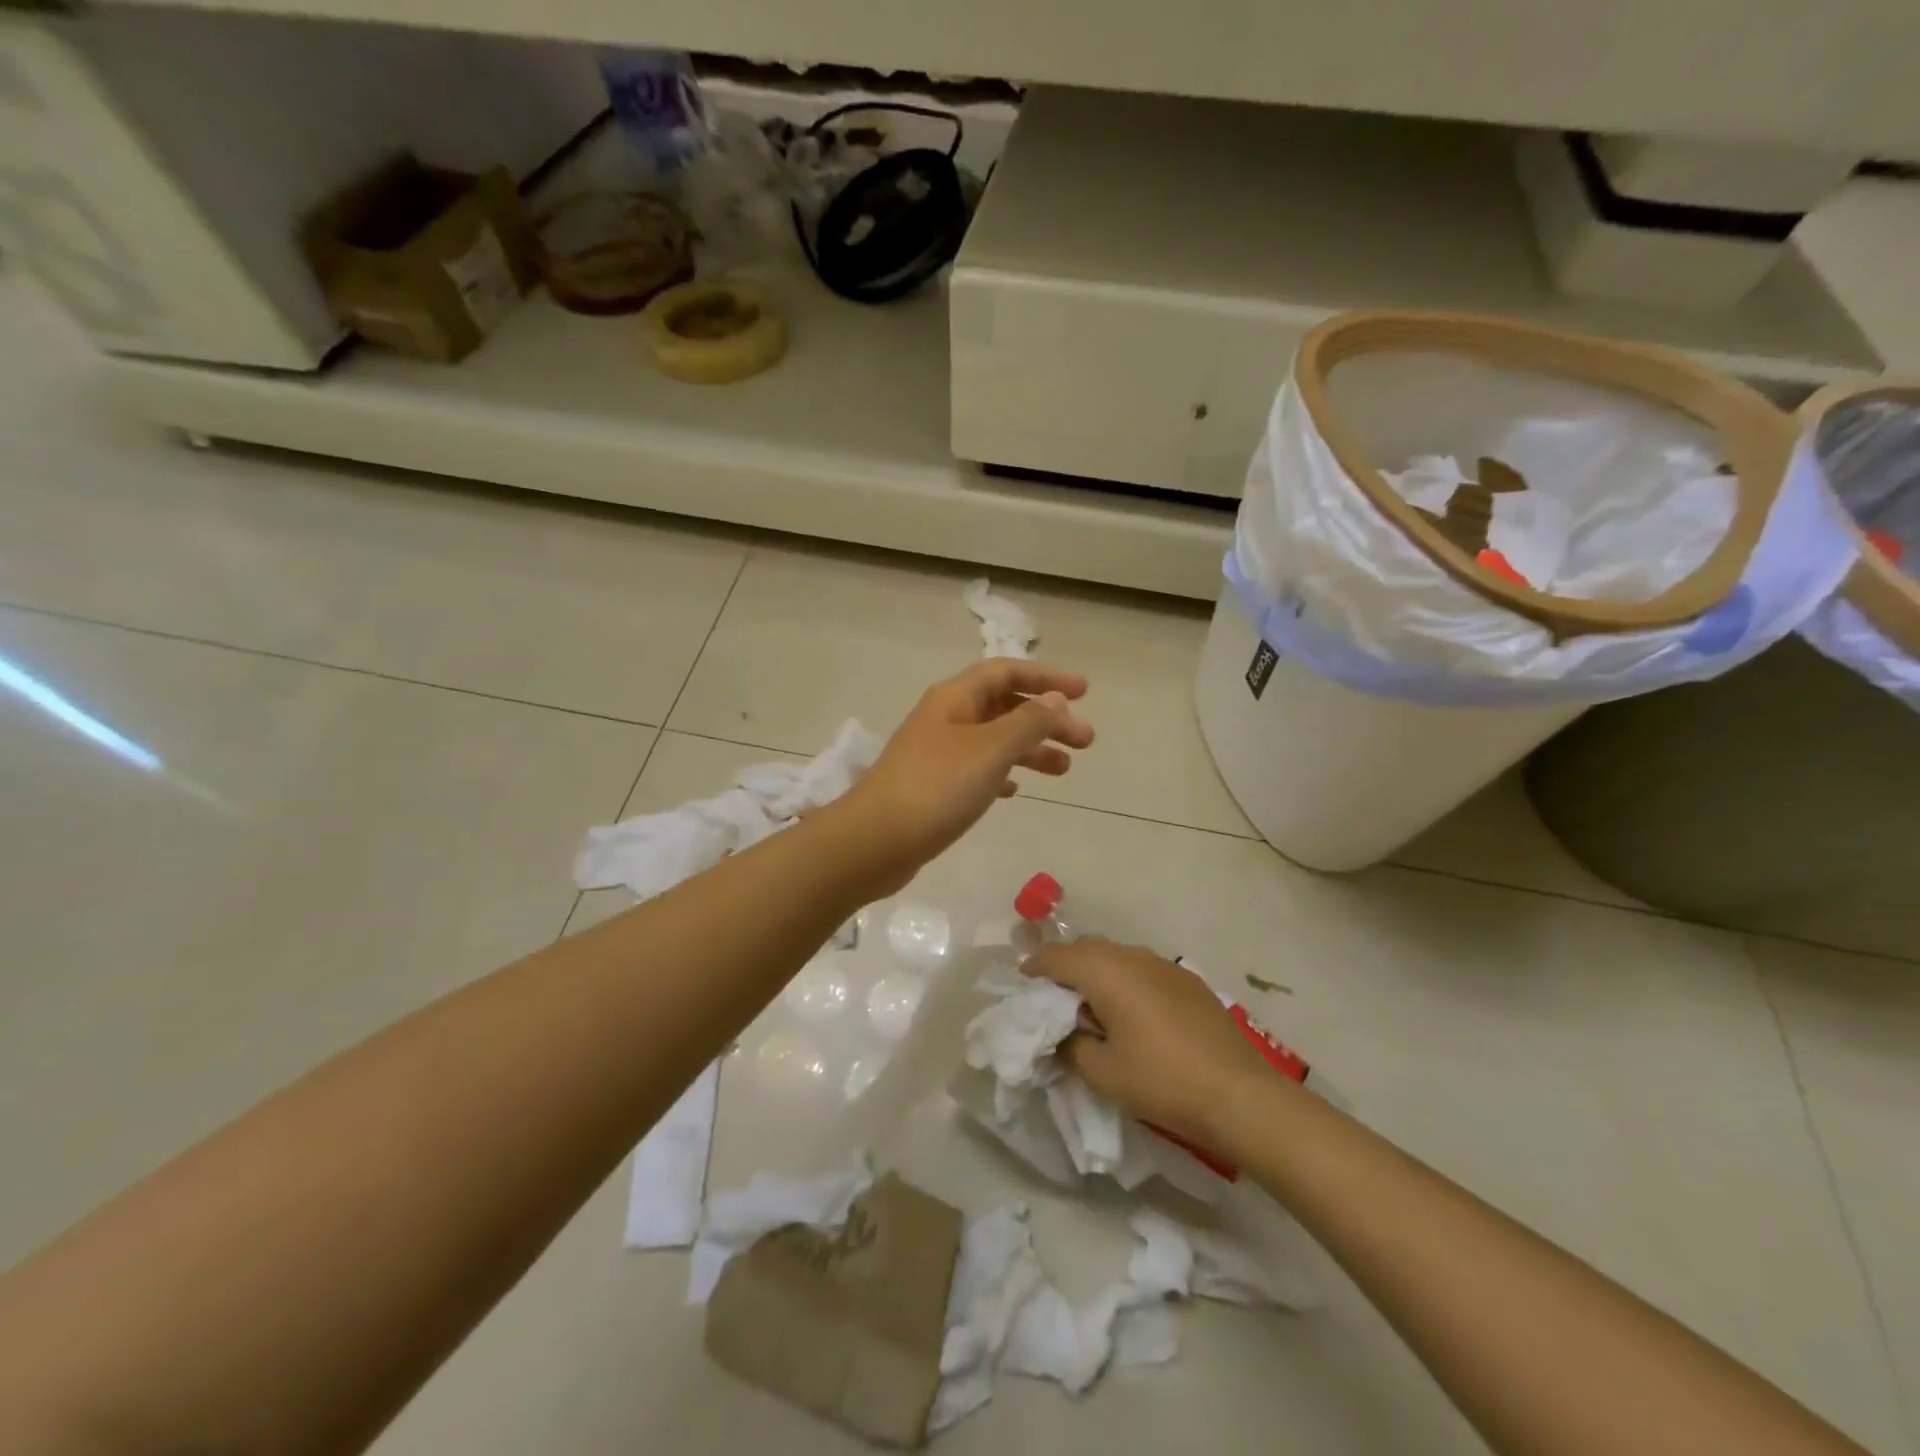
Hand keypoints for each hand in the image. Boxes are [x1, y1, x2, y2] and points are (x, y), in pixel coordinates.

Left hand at [838, 659, 1093, 891]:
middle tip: (1086, 741)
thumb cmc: (936, 787)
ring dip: (1030, 749)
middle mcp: (945, 718)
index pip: (1006, 672)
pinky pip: (977, 770)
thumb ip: (1027, 722)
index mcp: (955, 698)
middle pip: (1004, 706)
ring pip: (993, 740)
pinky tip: (1016, 791)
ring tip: (1064, 770)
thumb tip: (1054, 699)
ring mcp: (936, 753)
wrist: (874, 841)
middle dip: (1046, 719)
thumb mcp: (990, 749)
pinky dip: (1002, 774)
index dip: (1046, 678)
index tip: (1084, 692)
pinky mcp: (933, 787)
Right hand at [1024, 939, 1274, 1149]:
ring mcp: (1164, 965)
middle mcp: (1132, 955)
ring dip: (1097, 973)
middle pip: (1086, 949)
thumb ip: (1071, 1045)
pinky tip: (1132, 1013)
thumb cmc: (1161, 1080)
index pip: (1056, 957)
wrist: (1239, 1094)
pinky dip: (1126, 981)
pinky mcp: (1188, 980)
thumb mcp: (1102, 1072)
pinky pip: (1142, 969)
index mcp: (1104, 970)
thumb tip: (1064, 1033)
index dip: (1034, 968)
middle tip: (1053, 998)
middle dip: (1065, 967)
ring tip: (1092, 1006)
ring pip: (1116, 956)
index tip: (1023, 985)